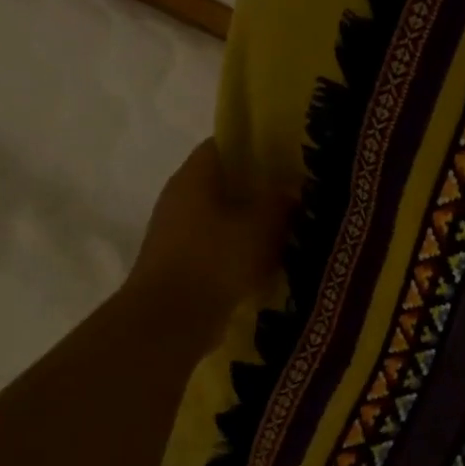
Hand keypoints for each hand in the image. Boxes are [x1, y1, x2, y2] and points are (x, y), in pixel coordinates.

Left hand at [126, 140, 290, 349]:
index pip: (222, 145)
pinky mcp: (181, 265)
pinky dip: (239, 252)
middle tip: (295, 195)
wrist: (170, 320)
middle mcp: (179, 199)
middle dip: (257, 188)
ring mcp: (176, 234)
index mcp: (193, 178)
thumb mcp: (260, 226)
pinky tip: (266, 264)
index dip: (254, 146)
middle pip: (222, 183)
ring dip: (250, 224)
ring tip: (287, 231)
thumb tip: (289, 190)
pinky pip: (216, 248)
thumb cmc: (215, 260)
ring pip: (221, 218)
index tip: (285, 155)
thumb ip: (279, 202)